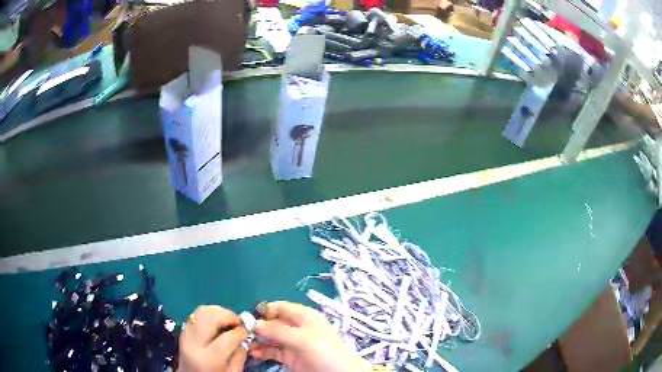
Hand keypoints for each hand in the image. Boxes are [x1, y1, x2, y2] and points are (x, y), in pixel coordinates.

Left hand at [179, 305, 248, 371]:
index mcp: (209, 358)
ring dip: (219, 312)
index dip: (241, 331)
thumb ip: (240, 356)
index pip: (228, 337)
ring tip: (229, 321)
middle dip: (229, 315)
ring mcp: (185, 335)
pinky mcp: (183, 331)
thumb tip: (245, 338)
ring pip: (202, 311)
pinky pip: (196, 315)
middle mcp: (193, 343)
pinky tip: (218, 323)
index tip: (248, 331)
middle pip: (210, 317)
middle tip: (239, 322)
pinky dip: (209, 315)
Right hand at [250, 301, 371, 371]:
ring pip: (270, 337)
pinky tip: (254, 354)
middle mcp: (297, 328)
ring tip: (247, 345)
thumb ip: (278, 330)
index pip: (280, 307)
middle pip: (273, 323)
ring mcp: (293, 343)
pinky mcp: (290, 357)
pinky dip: (262, 351)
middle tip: (244, 334)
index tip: (249, 317)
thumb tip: (255, 323)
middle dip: (258, 327)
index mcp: (304, 316)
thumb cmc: (324, 351)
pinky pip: (272, 351)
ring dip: (258, 340)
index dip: (265, 311)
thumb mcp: (303, 338)